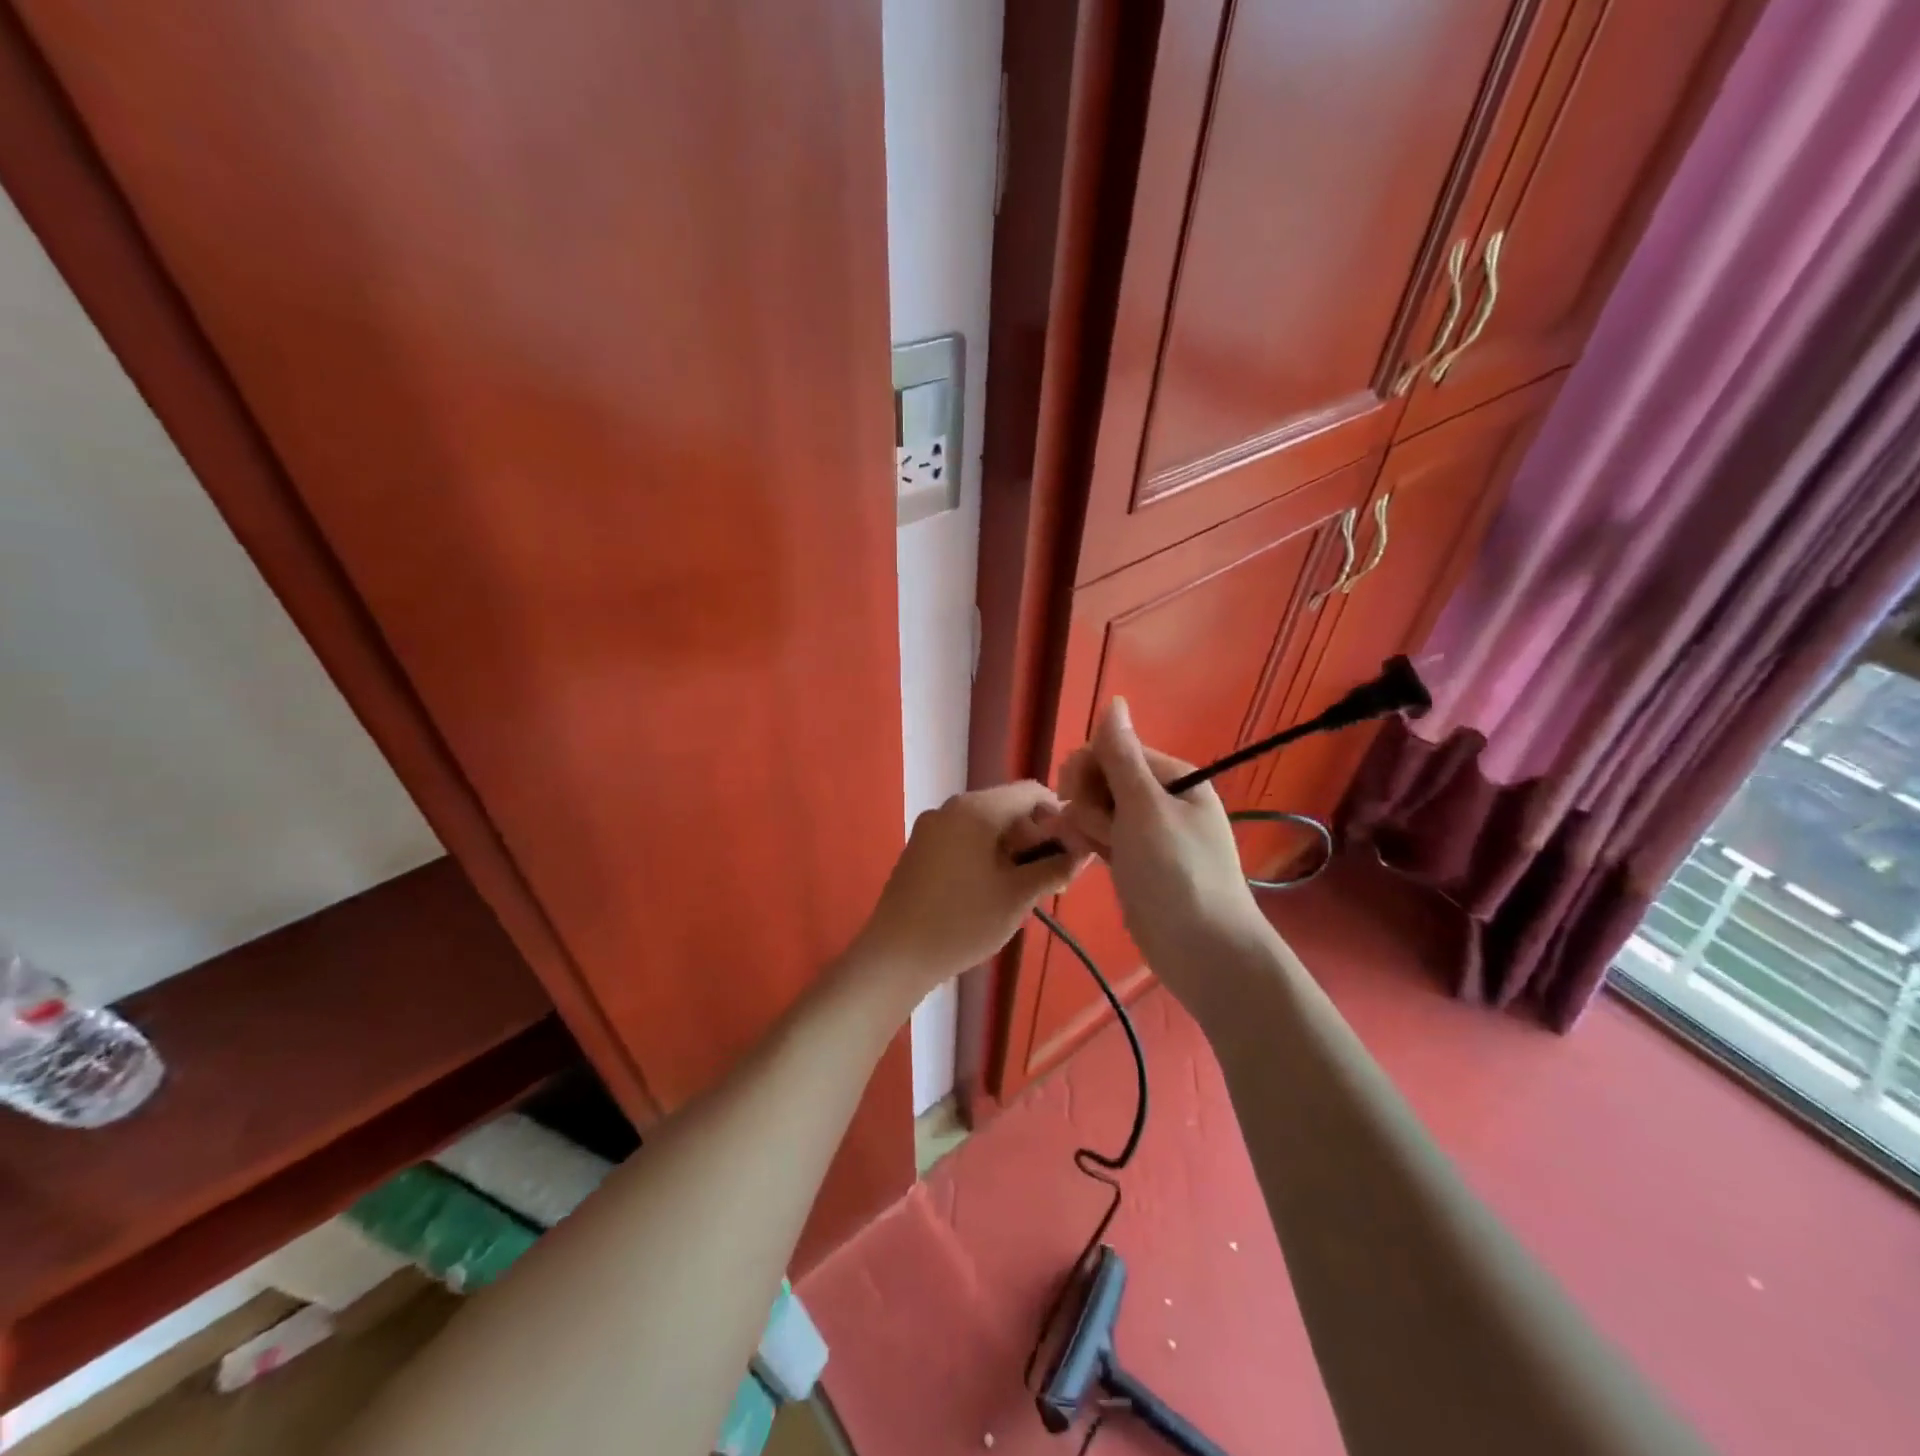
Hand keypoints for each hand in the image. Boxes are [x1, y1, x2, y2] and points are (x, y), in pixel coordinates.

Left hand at [852, 782, 1086, 1001]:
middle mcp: (951, 807)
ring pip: (985, 824)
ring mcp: (931, 827)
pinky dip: (985, 854)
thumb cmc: (963, 921)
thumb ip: (1055, 867)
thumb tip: (1084, 851)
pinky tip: (990, 889)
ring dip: (1011, 848)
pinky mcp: (919, 848)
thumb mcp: (1019, 896)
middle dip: (1035, 836)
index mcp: (977, 808)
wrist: (896, 955)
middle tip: (1051, 876)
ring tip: (1023, 888)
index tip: (1072, 850)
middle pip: (1007, 806)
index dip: (1060, 816)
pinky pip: (962, 838)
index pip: (1032, 792)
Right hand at [1039, 699, 1272, 996]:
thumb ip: (1121, 755)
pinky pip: (1102, 836)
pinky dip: (1091, 842)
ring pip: (1097, 809)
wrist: (1202, 950)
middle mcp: (1160, 798)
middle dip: (1086, 800)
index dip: (1088, 769)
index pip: (1112, 750)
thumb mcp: (1146, 808)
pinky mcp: (1135, 860)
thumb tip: (1113, 701)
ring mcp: (1147, 831)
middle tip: (1096, 830)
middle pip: (1101, 778)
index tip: (1077, 796)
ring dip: (1086, 825)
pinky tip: (1086, 856)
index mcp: (1171, 776)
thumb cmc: (1175, 872)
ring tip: (1094, 851)